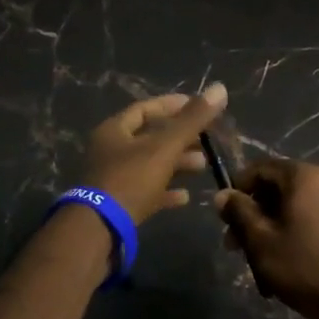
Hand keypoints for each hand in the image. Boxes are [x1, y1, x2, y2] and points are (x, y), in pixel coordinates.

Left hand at [79, 83, 226, 222]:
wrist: (99, 230)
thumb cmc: (130, 180)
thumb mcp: (165, 147)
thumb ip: (192, 120)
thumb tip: (219, 88)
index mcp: (114, 130)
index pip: (145, 108)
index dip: (172, 105)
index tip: (198, 106)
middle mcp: (110, 151)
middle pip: (149, 137)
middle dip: (180, 137)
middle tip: (206, 139)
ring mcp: (113, 179)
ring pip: (150, 165)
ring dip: (176, 164)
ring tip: (203, 165)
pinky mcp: (119, 205)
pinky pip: (146, 192)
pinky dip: (166, 191)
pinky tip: (186, 197)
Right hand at [215, 158, 318, 318]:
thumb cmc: (302, 265)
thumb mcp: (260, 239)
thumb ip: (239, 211)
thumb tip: (222, 194)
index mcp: (304, 176)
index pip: (260, 168)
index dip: (237, 189)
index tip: (224, 216)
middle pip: (276, 188)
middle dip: (252, 214)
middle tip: (234, 245)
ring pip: (291, 206)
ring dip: (268, 227)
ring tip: (254, 259)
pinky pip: (308, 219)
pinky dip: (290, 233)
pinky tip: (280, 261)